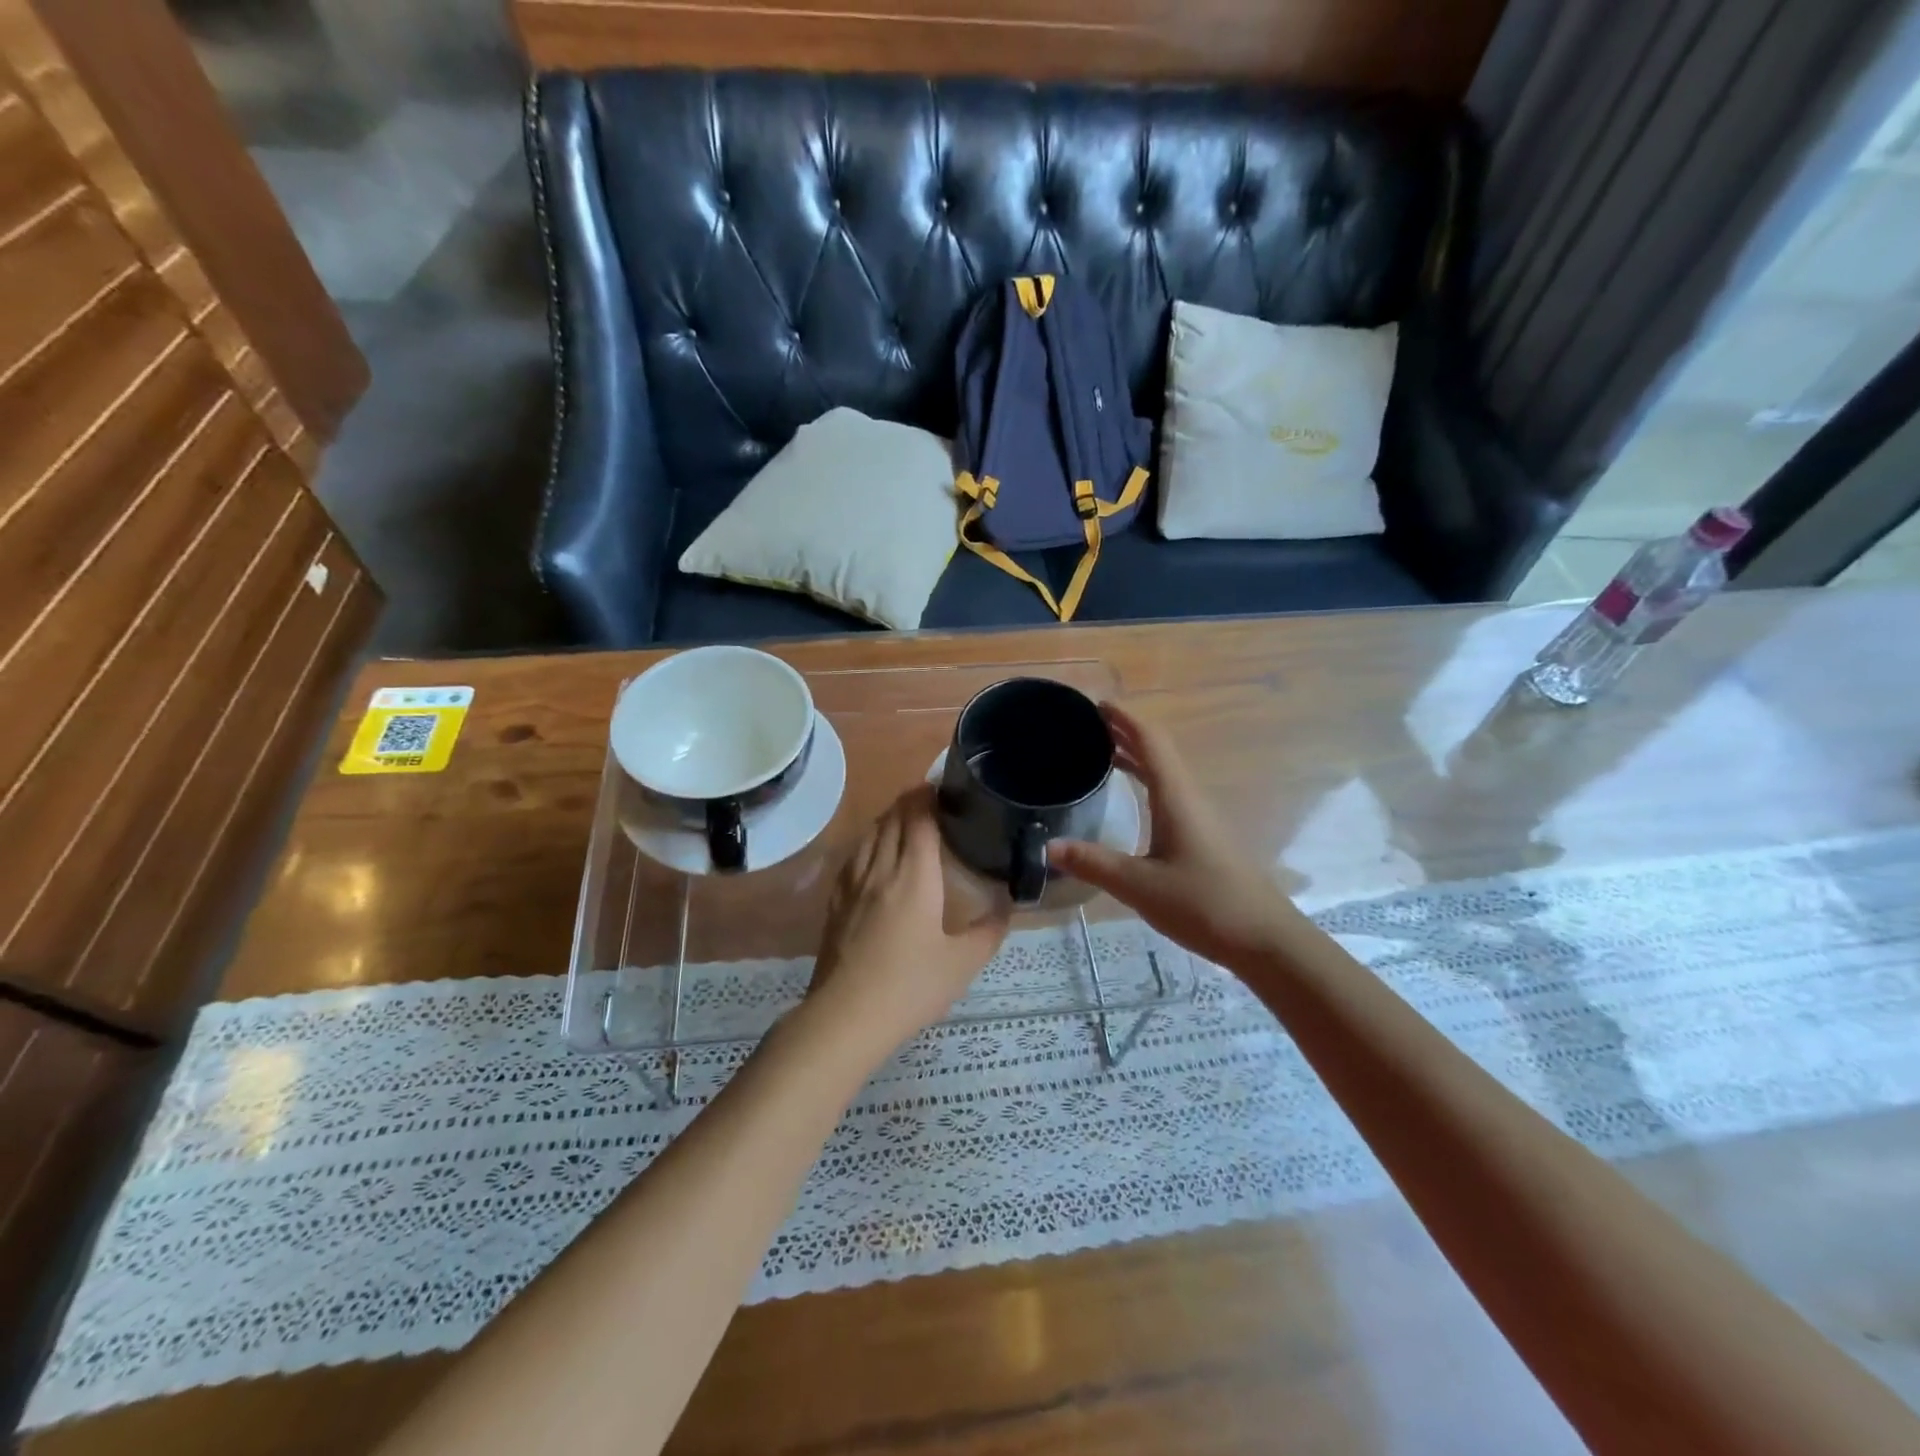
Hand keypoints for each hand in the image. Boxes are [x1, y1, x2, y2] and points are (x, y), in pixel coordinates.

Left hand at [803, 785, 1009, 1065]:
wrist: (845, 1017)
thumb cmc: (910, 987)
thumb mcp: (963, 963)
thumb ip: (990, 929)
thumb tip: (1007, 904)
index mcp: (914, 875)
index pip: (918, 817)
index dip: (929, 796)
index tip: (945, 789)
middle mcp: (880, 868)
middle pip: (891, 818)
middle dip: (911, 801)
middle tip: (933, 803)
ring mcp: (852, 883)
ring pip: (869, 833)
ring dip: (889, 818)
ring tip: (907, 822)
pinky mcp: (835, 900)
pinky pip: (854, 855)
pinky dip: (870, 841)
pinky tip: (877, 856)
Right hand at [1048, 703, 1299, 970]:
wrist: (1264, 939)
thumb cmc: (1204, 904)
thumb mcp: (1139, 886)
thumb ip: (1093, 863)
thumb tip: (1047, 846)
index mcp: (1176, 797)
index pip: (1150, 741)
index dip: (1124, 718)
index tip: (1096, 703)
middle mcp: (1189, 798)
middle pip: (1158, 751)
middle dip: (1125, 731)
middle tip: (1087, 723)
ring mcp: (1199, 817)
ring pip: (1164, 771)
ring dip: (1135, 755)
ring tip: (1100, 749)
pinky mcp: (1202, 837)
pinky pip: (1168, 792)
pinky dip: (1144, 780)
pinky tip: (1131, 796)